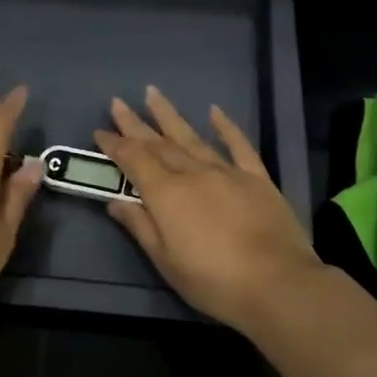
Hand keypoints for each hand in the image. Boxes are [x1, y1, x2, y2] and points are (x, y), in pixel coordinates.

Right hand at [96, 87, 325, 334]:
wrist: (277, 284)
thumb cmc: (212, 280)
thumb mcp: (165, 260)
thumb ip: (139, 225)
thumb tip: (114, 201)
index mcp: (166, 194)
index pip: (133, 160)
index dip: (115, 145)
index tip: (100, 131)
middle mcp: (193, 173)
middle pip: (158, 143)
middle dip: (135, 123)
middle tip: (117, 102)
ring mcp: (227, 172)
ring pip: (192, 137)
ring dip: (169, 115)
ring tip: (153, 93)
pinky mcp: (256, 178)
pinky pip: (238, 145)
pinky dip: (226, 126)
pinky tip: (214, 111)